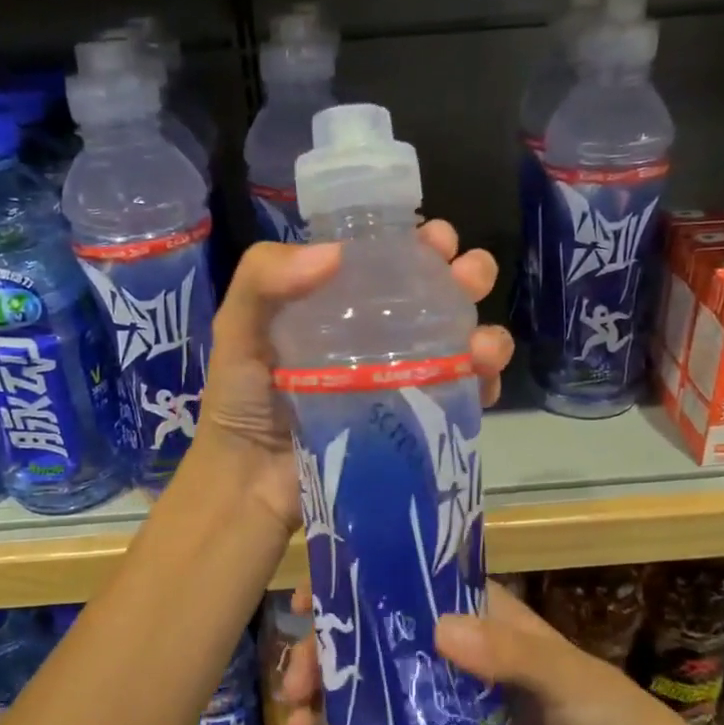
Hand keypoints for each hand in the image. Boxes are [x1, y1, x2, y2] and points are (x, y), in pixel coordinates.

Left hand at [194, 224, 513, 533]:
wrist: (250, 484)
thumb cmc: (241, 403)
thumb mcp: (238, 330)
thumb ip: (264, 280)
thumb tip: (336, 254)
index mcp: (338, 308)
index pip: (387, 266)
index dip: (418, 247)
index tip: (439, 240)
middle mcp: (374, 339)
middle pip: (433, 300)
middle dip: (465, 279)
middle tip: (472, 276)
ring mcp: (398, 382)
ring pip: (456, 346)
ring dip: (484, 335)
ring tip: (485, 344)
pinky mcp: (413, 424)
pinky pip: (458, 399)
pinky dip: (481, 385)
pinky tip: (485, 380)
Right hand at [280, 583, 666, 724]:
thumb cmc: (594, 701)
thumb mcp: (558, 670)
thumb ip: (509, 652)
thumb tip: (441, 631)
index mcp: (468, 611)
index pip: (399, 585)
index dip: (350, 586)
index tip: (309, 598)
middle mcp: (445, 644)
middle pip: (371, 638)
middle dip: (325, 653)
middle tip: (293, 684)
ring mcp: (438, 692)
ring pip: (370, 684)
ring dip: (327, 698)